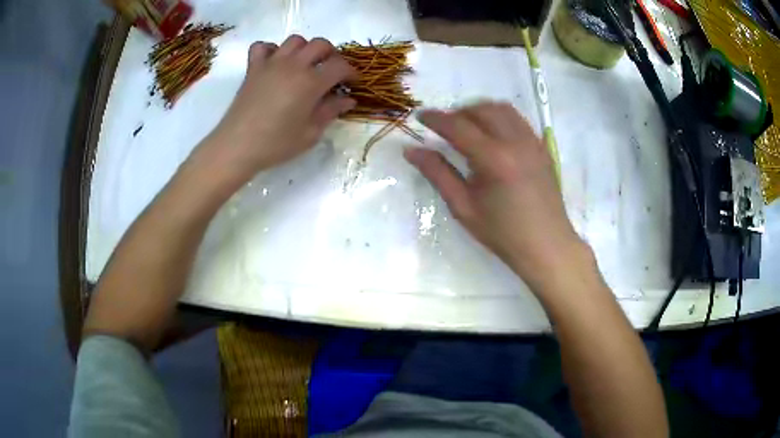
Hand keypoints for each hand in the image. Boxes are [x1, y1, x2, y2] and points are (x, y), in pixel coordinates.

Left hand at [199, 35, 356, 185]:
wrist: (237, 146)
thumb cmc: (276, 144)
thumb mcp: (310, 133)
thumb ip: (330, 111)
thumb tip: (348, 100)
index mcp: (311, 82)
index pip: (340, 66)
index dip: (351, 72)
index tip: (352, 83)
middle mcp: (293, 65)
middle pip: (320, 44)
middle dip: (331, 55)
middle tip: (331, 71)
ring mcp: (271, 64)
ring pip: (295, 40)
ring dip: (305, 49)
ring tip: (305, 65)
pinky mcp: (253, 68)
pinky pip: (263, 47)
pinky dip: (271, 50)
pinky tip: (275, 63)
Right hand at [405, 102, 584, 290]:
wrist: (546, 246)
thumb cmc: (502, 233)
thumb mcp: (463, 207)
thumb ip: (437, 173)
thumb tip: (411, 150)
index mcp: (493, 159)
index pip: (458, 126)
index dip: (436, 119)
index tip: (420, 116)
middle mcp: (515, 142)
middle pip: (481, 110)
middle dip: (458, 112)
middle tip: (444, 128)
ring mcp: (532, 142)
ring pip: (502, 108)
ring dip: (480, 111)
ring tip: (468, 127)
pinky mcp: (542, 147)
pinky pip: (518, 119)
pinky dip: (500, 118)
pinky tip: (493, 135)